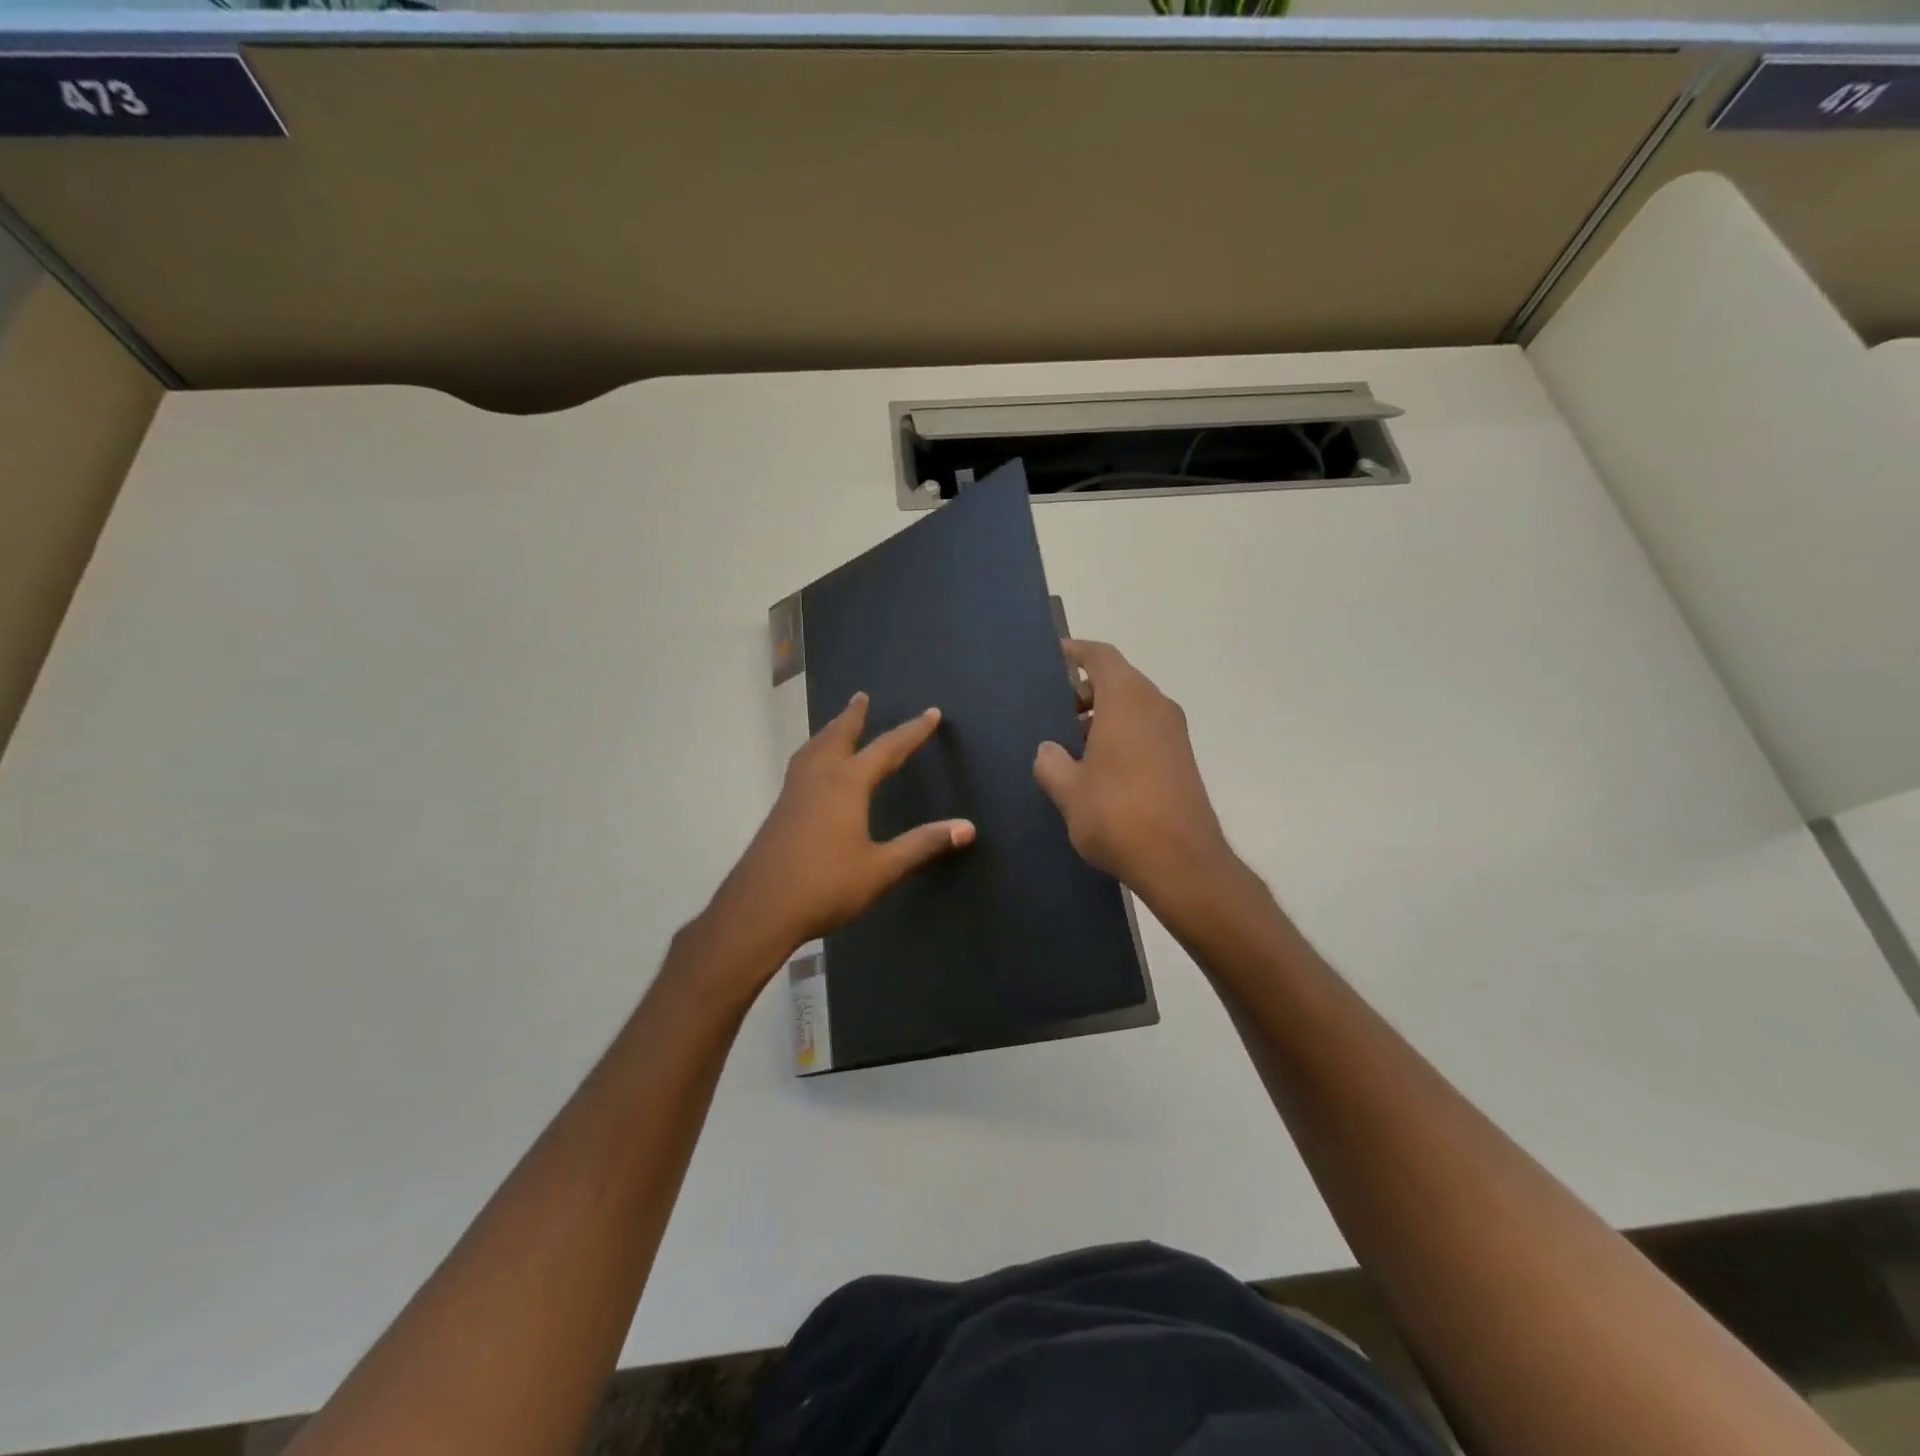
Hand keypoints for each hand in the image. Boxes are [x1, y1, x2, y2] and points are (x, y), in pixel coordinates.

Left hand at [706, 692, 974, 972]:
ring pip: (814, 748)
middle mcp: (819, 777)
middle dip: (853, 716)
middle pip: (839, 735)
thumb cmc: (826, 886)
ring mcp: (794, 792)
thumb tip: (967, 827)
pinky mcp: (780, 809)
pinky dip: (813, 751)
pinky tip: (813, 769)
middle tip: (861, 696)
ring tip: (837, 724)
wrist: (760, 908)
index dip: (912, 731)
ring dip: (829, 731)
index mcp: (847, 784)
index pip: (887, 748)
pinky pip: (801, 764)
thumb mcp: (881, 868)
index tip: (931, 714)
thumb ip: (922, 844)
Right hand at [1033, 640, 1231, 906]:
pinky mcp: (1181, 759)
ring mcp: (1174, 733)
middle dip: (1083, 691)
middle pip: (1117, 680)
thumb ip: (1051, 762)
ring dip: (1101, 717)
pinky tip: (1096, 768)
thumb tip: (1049, 750)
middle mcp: (1156, 706)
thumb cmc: (1118, 815)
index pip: (1100, 656)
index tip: (1052, 658)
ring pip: (1132, 707)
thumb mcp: (1069, 790)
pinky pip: (1144, 730)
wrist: (1182, 862)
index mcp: (1127, 699)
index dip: (1075, 652)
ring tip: (1068, 745)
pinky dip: (1120, 735)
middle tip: (1051, 713)